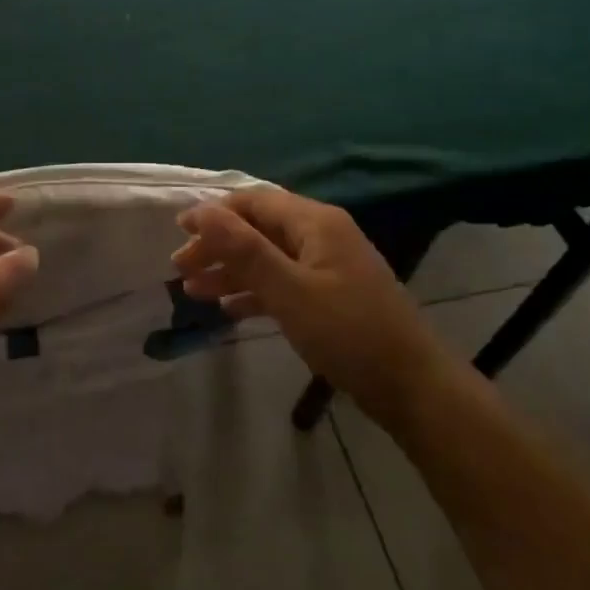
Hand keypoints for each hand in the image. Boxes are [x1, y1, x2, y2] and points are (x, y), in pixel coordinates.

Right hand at [173, 188, 451, 407]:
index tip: (177, 232)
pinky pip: (282, 283)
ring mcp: (327, 268)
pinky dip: (254, 292)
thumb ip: (244, 249)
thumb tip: (201, 210)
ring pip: (268, 258)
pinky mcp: (330, 297)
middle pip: (258, 229)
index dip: (214, 212)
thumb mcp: (290, 290)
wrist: (412, 387)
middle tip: (180, 269)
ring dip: (230, 271)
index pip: (254, 202)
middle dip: (218, 246)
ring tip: (193, 291)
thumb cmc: (348, 332)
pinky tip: (228, 309)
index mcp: (315, 223)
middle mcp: (321, 236)